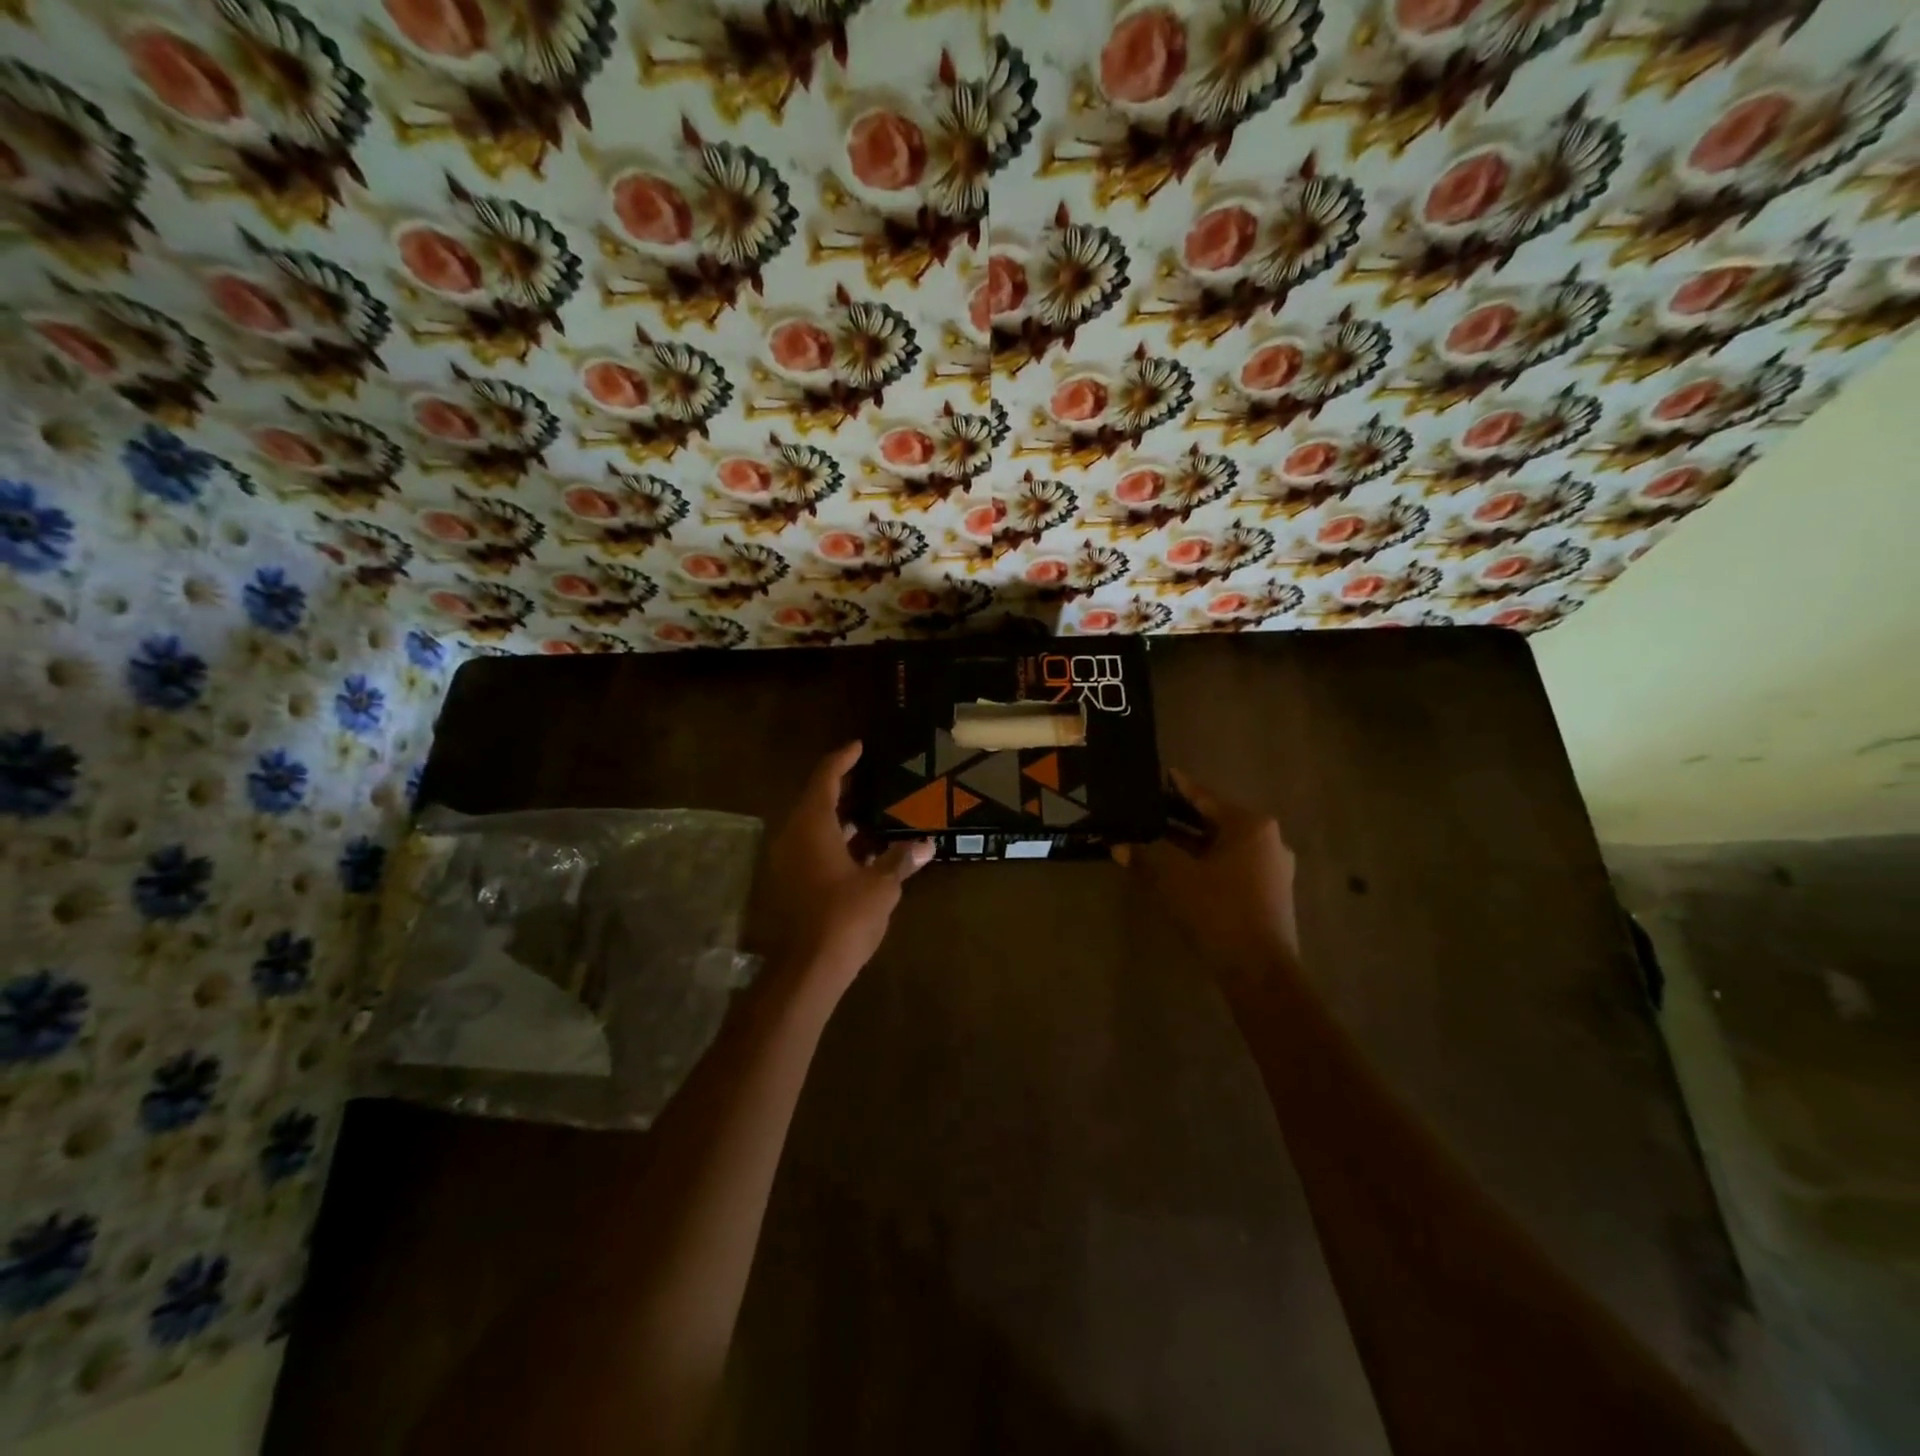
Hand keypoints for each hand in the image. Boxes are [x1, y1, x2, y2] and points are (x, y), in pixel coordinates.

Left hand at [749, 742, 931, 995]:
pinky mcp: (789, 886)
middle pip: (816, 802)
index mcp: (812, 827)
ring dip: (839, 822)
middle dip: (843, 791)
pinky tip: (860, 855)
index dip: (842, 760)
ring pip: (813, 830)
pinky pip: (811, 852)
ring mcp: (787, 863)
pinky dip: (834, 845)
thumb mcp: (881, 886)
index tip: (858, 747)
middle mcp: (793, 838)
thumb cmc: (844, 917)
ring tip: (872, 817)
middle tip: (870, 782)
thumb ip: (901, 860)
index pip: (825, 779)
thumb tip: (926, 845)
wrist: (807, 969)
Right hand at [1134, 769, 1300, 979]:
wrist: (1259, 970)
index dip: (1178, 787)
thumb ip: (1145, 854)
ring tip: (1155, 841)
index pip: (1205, 797)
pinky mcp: (1268, 895)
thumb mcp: (1173, 877)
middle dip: (1179, 820)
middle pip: (1214, 822)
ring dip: (1189, 846)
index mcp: (1250, 826)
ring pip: (1221, 847)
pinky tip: (1177, 871)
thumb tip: (1119, 845)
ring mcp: (1271, 870)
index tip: (1160, 775)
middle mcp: (1267, 841)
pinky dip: (1204, 865)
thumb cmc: (1217, 910)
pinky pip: (1229, 868)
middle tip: (1148, 811)